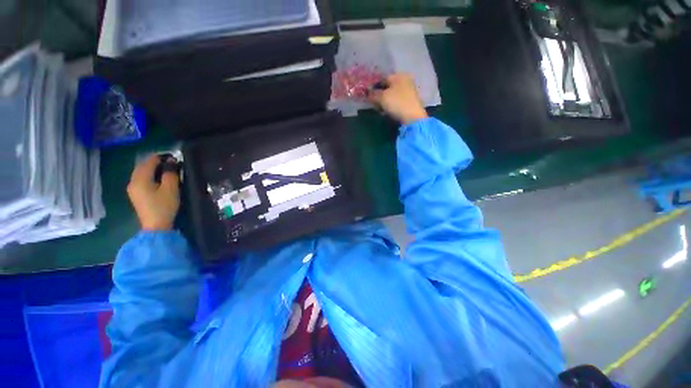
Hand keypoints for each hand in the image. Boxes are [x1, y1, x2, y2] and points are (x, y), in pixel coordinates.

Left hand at [127, 155, 179, 230]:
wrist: (156, 226)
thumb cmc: (164, 206)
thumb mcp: (171, 189)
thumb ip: (171, 173)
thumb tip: (171, 161)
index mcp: (140, 179)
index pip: (150, 161)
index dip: (162, 157)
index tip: (175, 158)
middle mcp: (133, 181)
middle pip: (143, 166)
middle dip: (156, 162)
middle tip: (172, 163)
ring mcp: (132, 189)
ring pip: (141, 172)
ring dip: (153, 169)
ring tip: (167, 170)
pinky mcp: (136, 195)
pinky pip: (141, 179)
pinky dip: (150, 175)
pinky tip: (159, 179)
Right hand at [368, 73, 427, 124]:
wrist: (413, 117)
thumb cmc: (397, 103)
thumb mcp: (382, 97)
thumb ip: (373, 94)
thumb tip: (367, 93)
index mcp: (399, 76)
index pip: (382, 79)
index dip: (374, 87)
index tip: (368, 96)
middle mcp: (405, 81)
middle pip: (387, 87)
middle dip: (379, 95)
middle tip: (374, 104)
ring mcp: (409, 92)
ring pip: (392, 95)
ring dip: (385, 102)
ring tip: (380, 110)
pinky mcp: (410, 102)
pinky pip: (397, 102)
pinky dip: (391, 106)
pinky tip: (388, 112)